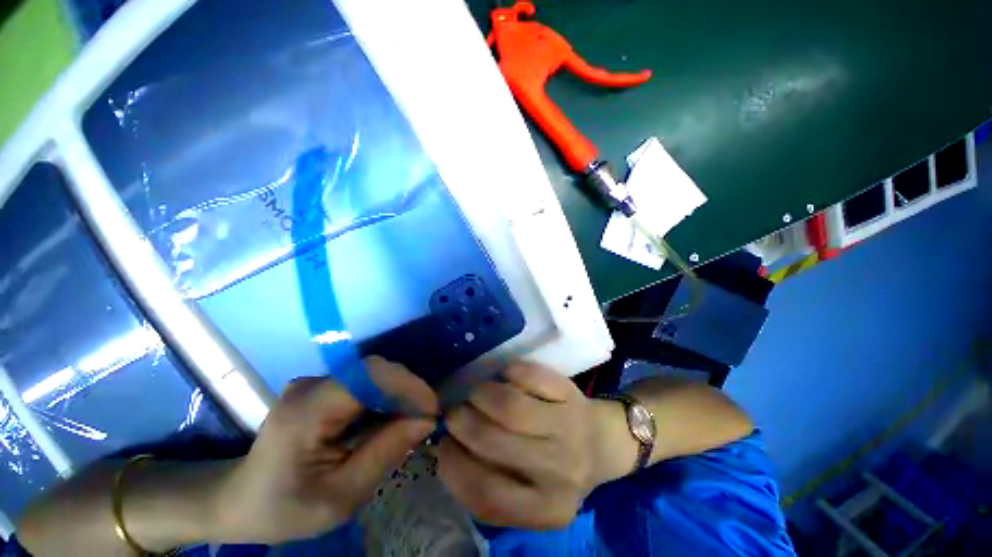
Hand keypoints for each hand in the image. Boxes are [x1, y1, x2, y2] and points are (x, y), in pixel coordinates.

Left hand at [214, 357, 437, 543]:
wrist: (242, 500)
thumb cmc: (286, 507)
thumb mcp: (340, 497)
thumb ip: (385, 453)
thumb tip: (426, 420)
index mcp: (307, 410)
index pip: (369, 376)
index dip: (407, 385)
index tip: (431, 410)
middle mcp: (312, 384)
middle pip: (375, 371)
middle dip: (408, 391)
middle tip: (425, 420)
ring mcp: (316, 382)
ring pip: (374, 375)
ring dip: (399, 395)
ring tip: (412, 422)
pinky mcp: (324, 386)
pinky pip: (366, 383)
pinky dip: (385, 398)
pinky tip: (390, 419)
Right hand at [438, 363, 618, 528]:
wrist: (602, 442)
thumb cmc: (557, 469)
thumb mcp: (528, 494)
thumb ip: (491, 481)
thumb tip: (446, 447)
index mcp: (545, 509)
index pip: (486, 494)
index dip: (454, 466)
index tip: (442, 445)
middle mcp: (559, 471)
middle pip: (493, 441)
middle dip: (463, 421)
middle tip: (455, 412)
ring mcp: (568, 428)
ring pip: (510, 406)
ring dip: (481, 394)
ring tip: (476, 393)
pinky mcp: (571, 395)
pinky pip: (530, 376)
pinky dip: (509, 371)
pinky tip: (505, 376)